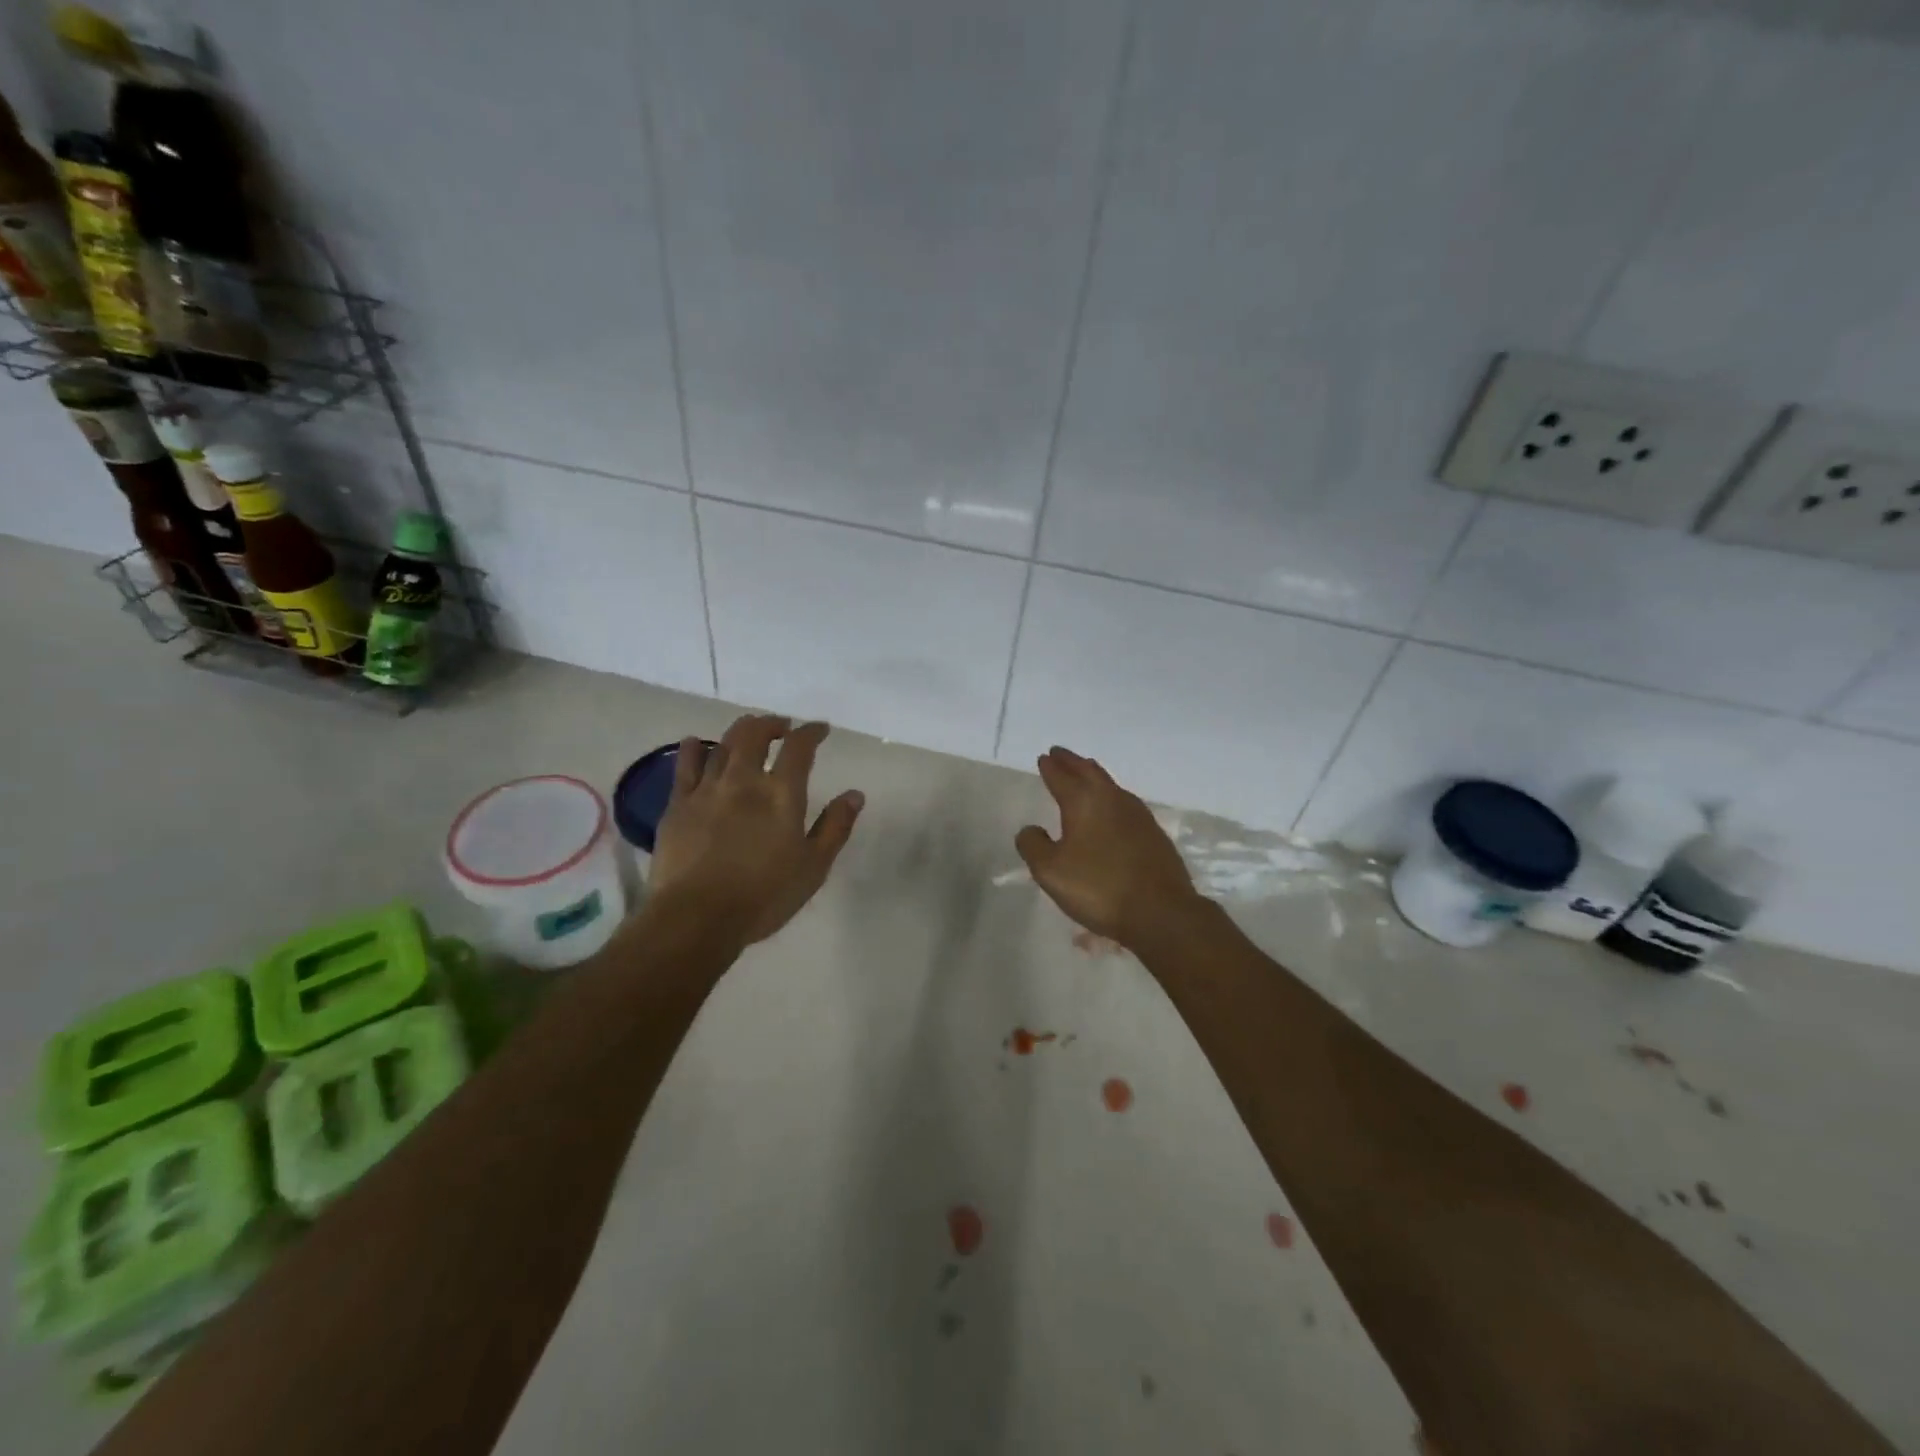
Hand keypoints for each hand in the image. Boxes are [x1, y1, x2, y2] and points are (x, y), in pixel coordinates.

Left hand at [648, 714, 863, 946]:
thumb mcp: (813, 866)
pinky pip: (684, 766)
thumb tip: (855, 794)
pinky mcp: (677, 805)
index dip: (811, 732)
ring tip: (747, 731)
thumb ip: (835, 827)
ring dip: (738, 732)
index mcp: (781, 794)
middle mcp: (743, 781)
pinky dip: (692, 749)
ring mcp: (706, 790)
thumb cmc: (764, 896)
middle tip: (781, 727)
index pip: (799, 748)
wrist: (697, 917)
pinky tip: (694, 744)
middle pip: (754, 735)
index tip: (819, 729)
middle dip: (771, 724)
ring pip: (721, 745)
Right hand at [1015, 747, 1204, 948]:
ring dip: (1093, 775)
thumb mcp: (1051, 871)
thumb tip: (1030, 829)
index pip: (1062, 777)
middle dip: (1072, 762)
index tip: (1043, 758)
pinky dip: (1110, 796)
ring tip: (1084, 773)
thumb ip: (1034, 846)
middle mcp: (1112, 799)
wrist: (1160, 912)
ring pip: (1110, 785)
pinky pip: (1125, 803)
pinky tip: (1111, 807)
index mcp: (1084, 802)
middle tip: (1060, 754)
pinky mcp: (1154, 833)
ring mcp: (1138, 814)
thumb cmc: (1099, 888)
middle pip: (1089, 772)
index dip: (1051, 767)